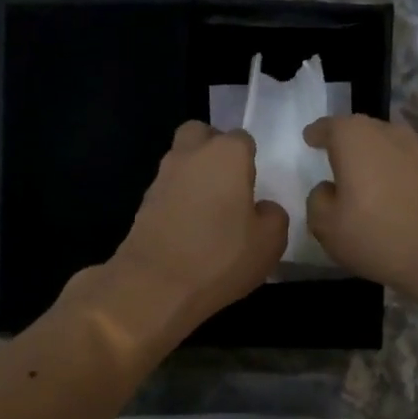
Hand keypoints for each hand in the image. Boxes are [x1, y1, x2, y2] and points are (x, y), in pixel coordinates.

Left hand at [103, 121, 287, 335]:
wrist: (155, 284)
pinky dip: (178, 199)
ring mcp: (162, 177)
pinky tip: (188, 228)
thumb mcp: (270, 242)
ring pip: (180, 160)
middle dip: (213, 148)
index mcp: (227, 154)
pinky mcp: (143, 202)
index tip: (254, 184)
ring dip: (194, 175)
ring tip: (209, 210)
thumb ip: (274, 216)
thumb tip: (263, 208)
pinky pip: (167, 189)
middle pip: (200, 134)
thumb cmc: (220, 256)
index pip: (243, 139)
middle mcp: (191, 155)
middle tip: (228, 182)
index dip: (250, 158)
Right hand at [303, 115, 417, 294]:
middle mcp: (385, 133)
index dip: (316, 133)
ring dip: (370, 157)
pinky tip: (383, 193)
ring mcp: (415, 151)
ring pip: (383, 146)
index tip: (309, 139)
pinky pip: (401, 165)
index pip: (328, 127)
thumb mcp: (326, 225)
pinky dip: (389, 173)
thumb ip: (317, 201)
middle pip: (359, 130)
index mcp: (353, 137)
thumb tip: (328, 189)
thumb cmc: (375, 233)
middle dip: (344, 141)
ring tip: (357, 176)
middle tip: (331, 156)